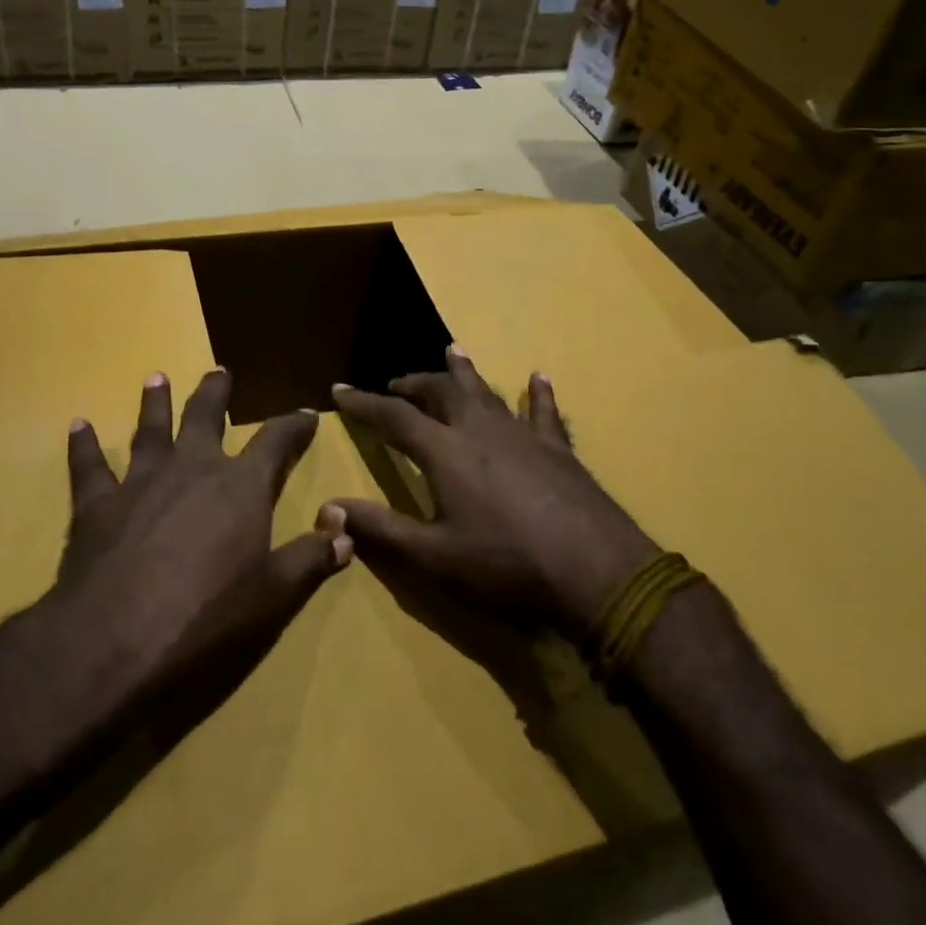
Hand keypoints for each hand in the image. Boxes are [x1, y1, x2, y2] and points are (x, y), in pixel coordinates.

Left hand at [46, 369, 352, 703]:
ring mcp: (140, 482)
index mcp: (240, 486)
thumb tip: (346, 532)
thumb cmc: (207, 618)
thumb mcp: (275, 596)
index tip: (307, 413)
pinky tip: (78, 426)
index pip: (276, 441)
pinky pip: (89, 466)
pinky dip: (84, 446)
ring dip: (155, 403)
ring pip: (150, 430)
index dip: (294, 425)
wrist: (115, 641)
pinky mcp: (96, 506)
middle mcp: (191, 469)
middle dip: (215, 393)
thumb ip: (311, 559)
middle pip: (205, 417)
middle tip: (218, 372)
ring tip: (156, 378)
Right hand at [327, 348, 659, 645]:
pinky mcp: (559, 450)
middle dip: (414, 384)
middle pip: (441, 392)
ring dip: (465, 372)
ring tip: (452, 351)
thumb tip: (328, 506)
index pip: (394, 416)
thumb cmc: (507, 566)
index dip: (364, 403)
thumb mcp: (434, 556)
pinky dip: (538, 394)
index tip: (340, 390)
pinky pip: (545, 413)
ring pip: (487, 392)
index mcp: (445, 452)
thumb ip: (381, 529)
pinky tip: (539, 378)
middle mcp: (481, 430)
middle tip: (396, 382)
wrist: (597, 573)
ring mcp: (523, 435)